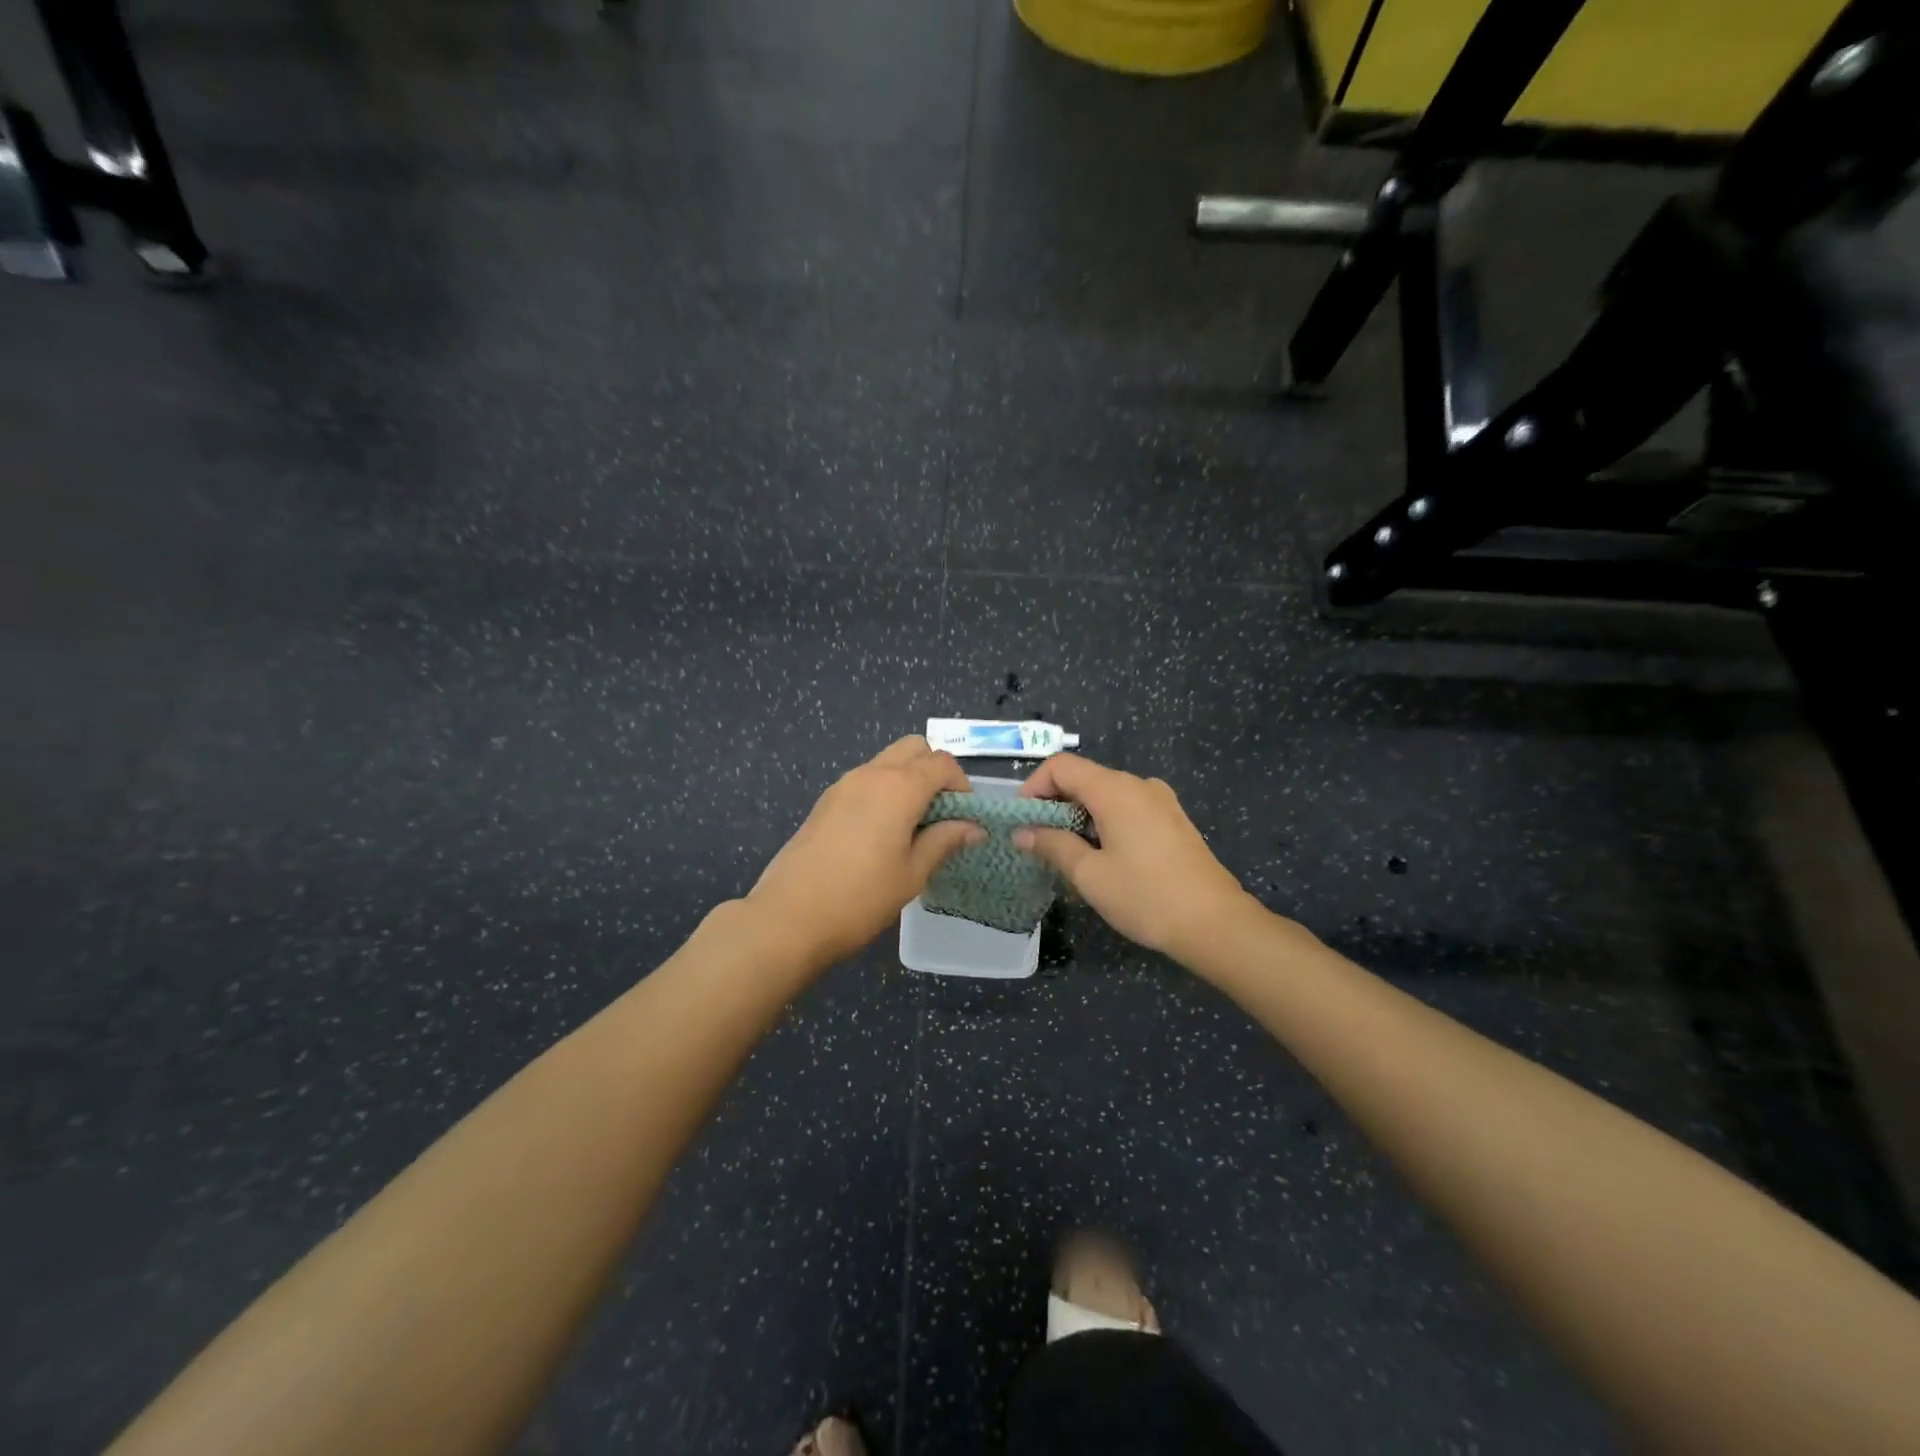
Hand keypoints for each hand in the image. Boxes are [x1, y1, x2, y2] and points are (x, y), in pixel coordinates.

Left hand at [747, 737, 985, 967]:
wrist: (789, 916)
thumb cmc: (861, 897)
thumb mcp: (912, 873)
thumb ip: (945, 841)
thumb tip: (975, 828)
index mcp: (899, 787)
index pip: (942, 762)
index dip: (961, 784)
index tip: (965, 817)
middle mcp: (871, 774)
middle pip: (914, 748)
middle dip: (935, 771)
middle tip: (940, 813)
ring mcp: (844, 784)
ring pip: (887, 761)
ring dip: (908, 779)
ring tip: (913, 826)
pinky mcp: (826, 801)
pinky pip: (866, 780)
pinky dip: (884, 791)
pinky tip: (882, 833)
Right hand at [1015, 754, 1254, 959]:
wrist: (1216, 924)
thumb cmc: (1146, 897)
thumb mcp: (1089, 875)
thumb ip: (1052, 845)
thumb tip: (1022, 832)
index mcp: (1115, 790)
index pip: (1061, 766)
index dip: (1034, 787)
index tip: (1023, 822)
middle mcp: (1139, 785)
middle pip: (1084, 778)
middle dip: (1055, 804)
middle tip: (1039, 843)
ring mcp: (1160, 801)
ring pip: (1106, 795)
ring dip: (1079, 816)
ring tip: (1068, 854)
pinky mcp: (1173, 820)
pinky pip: (1128, 808)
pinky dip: (1105, 822)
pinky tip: (1103, 857)